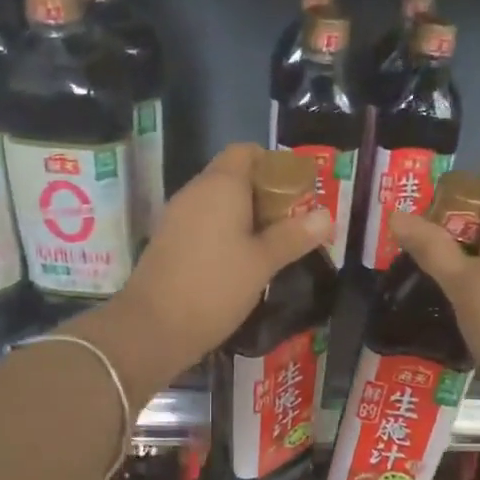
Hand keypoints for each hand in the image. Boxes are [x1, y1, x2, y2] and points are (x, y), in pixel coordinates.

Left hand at [83, 145, 331, 394]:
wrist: (153, 327)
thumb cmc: (215, 287)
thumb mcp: (263, 262)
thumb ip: (294, 236)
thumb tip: (326, 216)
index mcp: (221, 185)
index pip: (246, 152)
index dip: (273, 165)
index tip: (296, 192)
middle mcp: (195, 192)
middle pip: (233, 176)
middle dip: (264, 195)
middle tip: (292, 224)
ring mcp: (177, 216)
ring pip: (218, 203)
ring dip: (245, 217)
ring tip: (272, 245)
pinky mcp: (169, 241)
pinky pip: (203, 223)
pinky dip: (225, 233)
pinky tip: (241, 262)